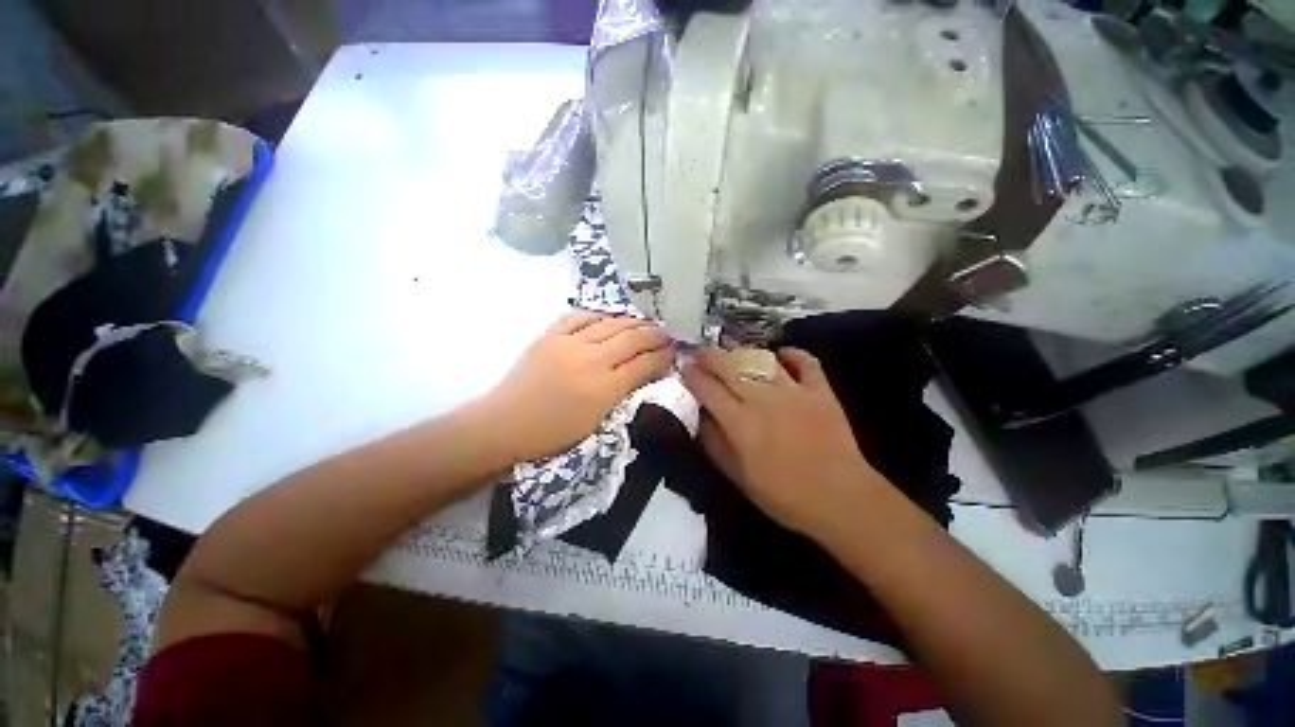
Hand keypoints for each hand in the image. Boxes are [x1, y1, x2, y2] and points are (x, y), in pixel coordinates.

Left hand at [479, 312, 671, 463]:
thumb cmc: (552, 434)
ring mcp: (569, 344)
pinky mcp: (550, 336)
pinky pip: (580, 318)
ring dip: (632, 322)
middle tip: (665, 334)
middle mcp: (591, 360)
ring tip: (644, 323)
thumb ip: (621, 394)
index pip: (644, 364)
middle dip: (654, 335)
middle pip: (631, 339)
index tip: (672, 351)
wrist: (504, 424)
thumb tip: (641, 373)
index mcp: (604, 388)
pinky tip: (609, 317)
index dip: (662, 356)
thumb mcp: (596, 422)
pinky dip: (598, 315)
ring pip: (610, 324)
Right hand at [681, 346, 886, 540]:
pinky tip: (781, 354)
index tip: (684, 369)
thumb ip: (715, 444)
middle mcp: (763, 399)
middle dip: (709, 355)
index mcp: (740, 423)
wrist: (841, 499)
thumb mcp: (738, 477)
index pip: (707, 389)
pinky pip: (805, 362)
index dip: (692, 376)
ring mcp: (794, 391)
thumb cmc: (784, 494)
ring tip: (732, 355)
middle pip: (729, 366)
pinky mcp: (820, 390)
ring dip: (742, 353)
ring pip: (761, 359)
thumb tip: (701, 417)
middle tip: (700, 352)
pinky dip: (792, 354)